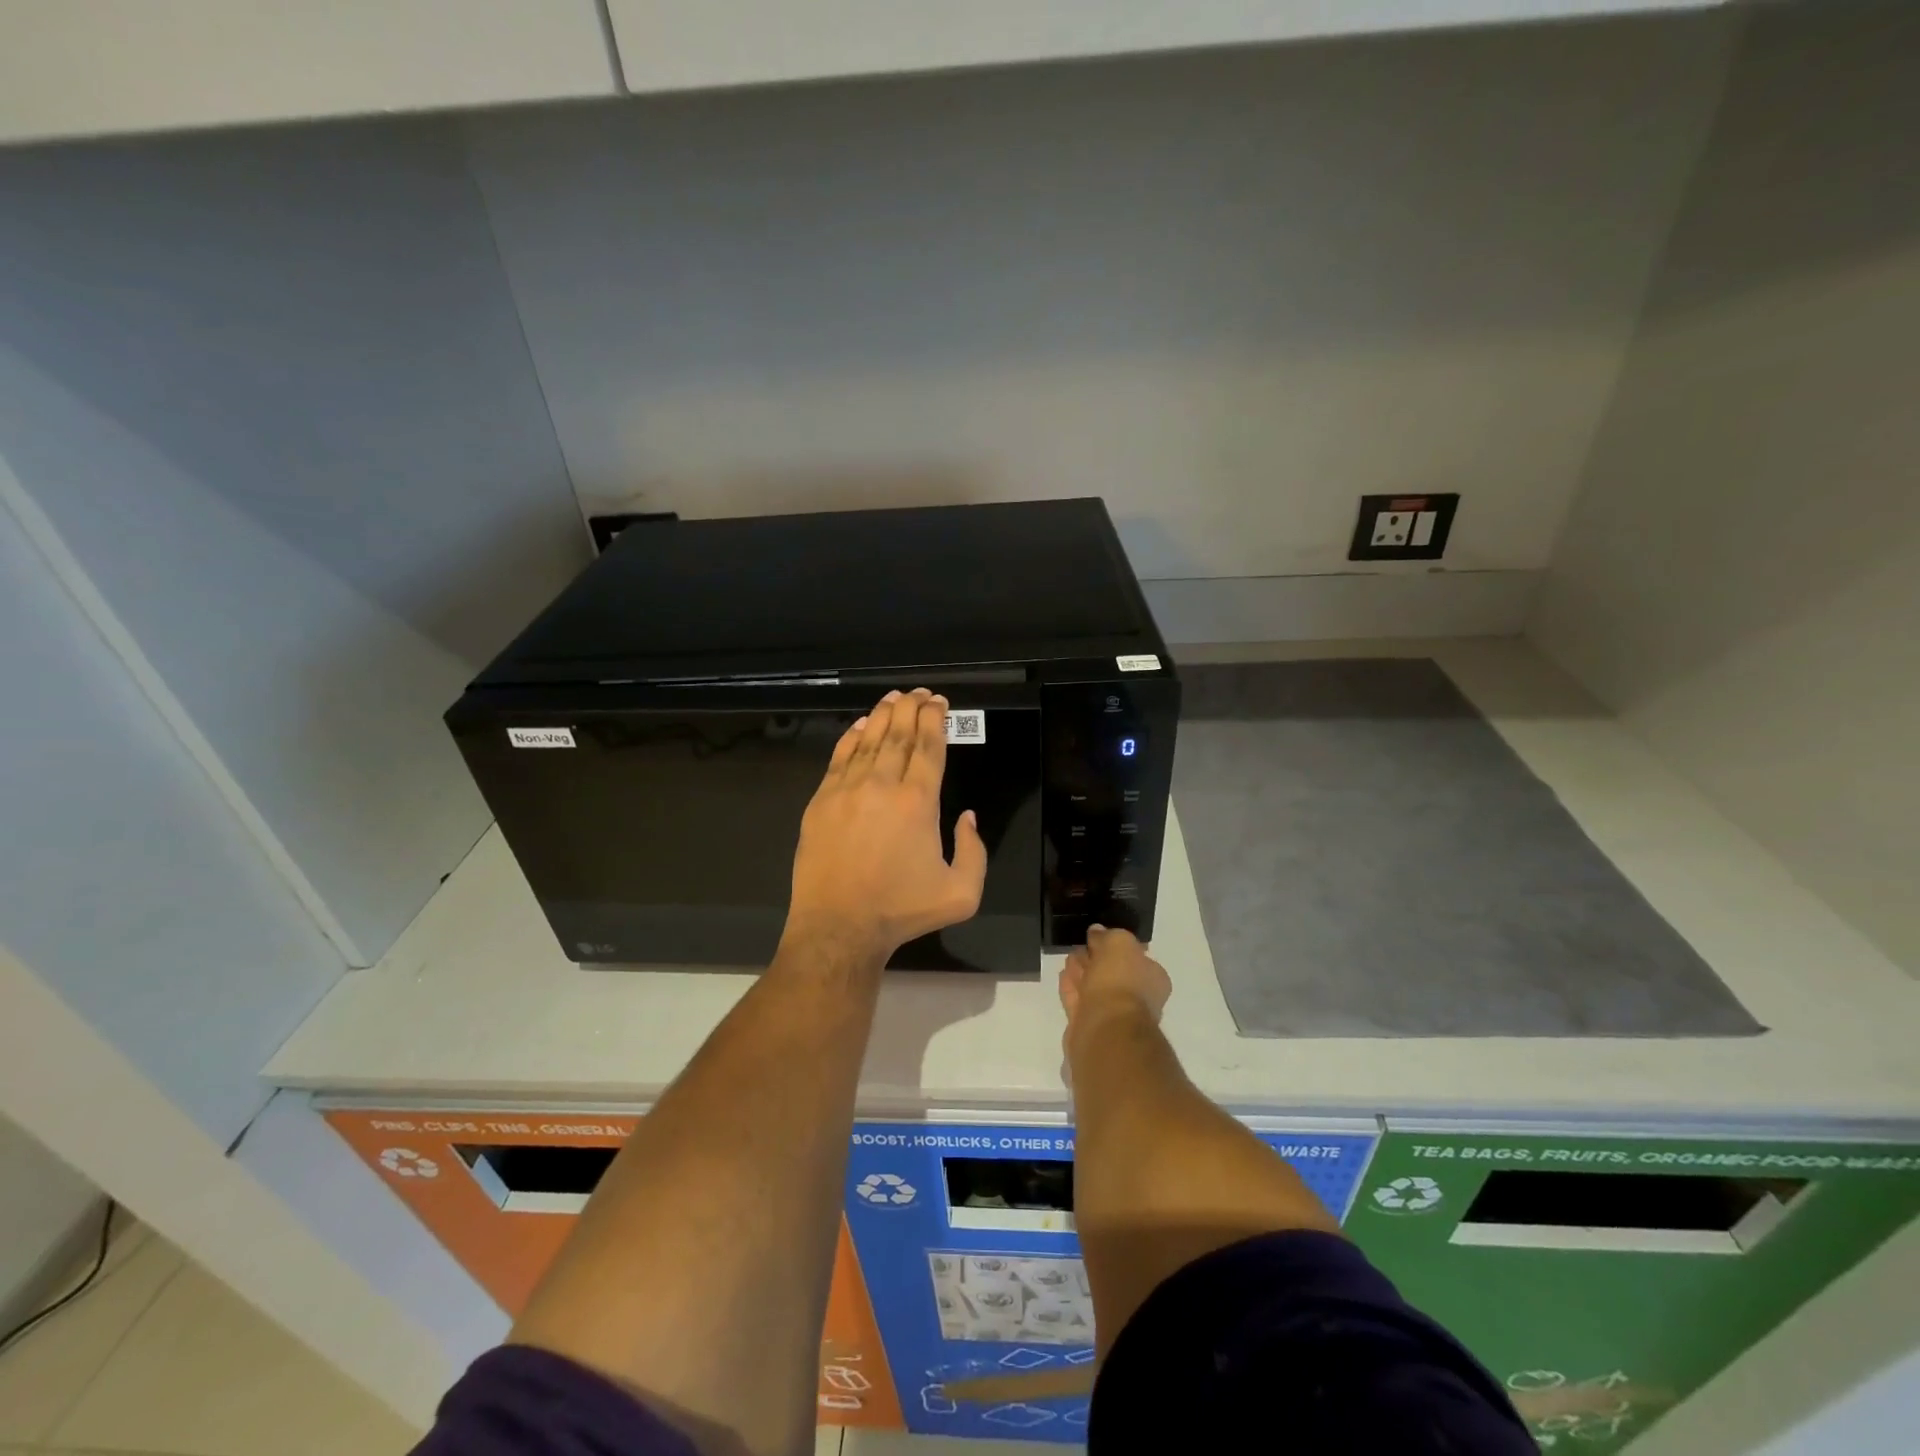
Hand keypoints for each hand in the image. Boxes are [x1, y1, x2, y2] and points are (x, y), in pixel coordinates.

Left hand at [785, 688, 987, 963]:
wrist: (839, 926)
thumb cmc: (902, 910)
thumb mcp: (961, 893)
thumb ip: (975, 851)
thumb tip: (967, 817)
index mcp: (919, 802)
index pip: (929, 747)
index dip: (935, 719)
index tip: (939, 702)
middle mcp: (883, 785)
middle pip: (899, 734)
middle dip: (912, 708)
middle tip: (920, 693)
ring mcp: (847, 790)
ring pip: (869, 740)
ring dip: (883, 715)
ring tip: (894, 698)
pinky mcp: (821, 801)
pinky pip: (839, 757)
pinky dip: (852, 737)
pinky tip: (861, 725)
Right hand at [1059, 926, 1170, 1052]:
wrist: (1107, 1029)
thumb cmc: (1120, 982)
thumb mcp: (1119, 942)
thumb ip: (1108, 935)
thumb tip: (1097, 932)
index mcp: (1153, 978)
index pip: (1135, 956)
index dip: (1114, 944)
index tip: (1096, 936)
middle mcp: (1138, 997)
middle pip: (1113, 971)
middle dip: (1096, 958)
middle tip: (1080, 947)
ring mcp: (1115, 1014)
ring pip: (1095, 987)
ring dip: (1083, 972)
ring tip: (1069, 958)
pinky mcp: (1092, 1027)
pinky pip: (1080, 1001)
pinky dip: (1072, 988)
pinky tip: (1063, 976)